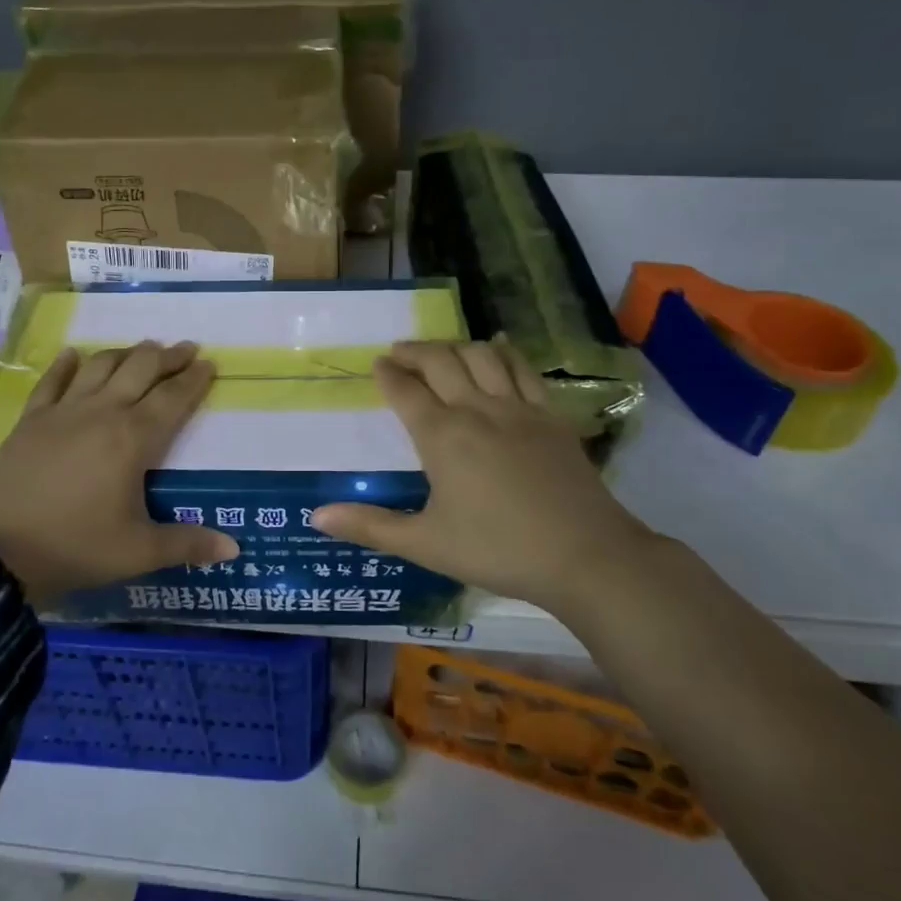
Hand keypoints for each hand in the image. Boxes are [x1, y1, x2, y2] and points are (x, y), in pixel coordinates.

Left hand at [0, 341, 239, 604]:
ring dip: (126, 352)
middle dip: (167, 356)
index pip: (173, 398)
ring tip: (143, 348)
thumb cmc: (73, 546)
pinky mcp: (31, 420)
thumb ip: (187, 544)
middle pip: (140, 369)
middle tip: (185, 349)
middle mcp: (102, 412)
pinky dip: (66, 364)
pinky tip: (74, 354)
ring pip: (101, 366)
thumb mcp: (137, 552)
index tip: (209, 363)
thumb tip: (233, 548)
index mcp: (133, 439)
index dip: (194, 379)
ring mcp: (63, 412)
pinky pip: (52, 381)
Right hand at [312, 340, 658, 610]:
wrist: (584, 554)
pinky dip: (504, 352)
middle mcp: (476, 409)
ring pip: (481, 356)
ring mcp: (518, 408)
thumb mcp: (425, 544)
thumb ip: (370, 526)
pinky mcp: (550, 415)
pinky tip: (498, 347)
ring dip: (455, 346)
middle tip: (399, 351)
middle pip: (440, 361)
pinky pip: (523, 369)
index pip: (405, 391)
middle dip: (415, 351)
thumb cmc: (497, 550)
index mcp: (441, 436)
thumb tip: (316, 516)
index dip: (387, 374)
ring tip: (441, 350)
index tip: (376, 364)